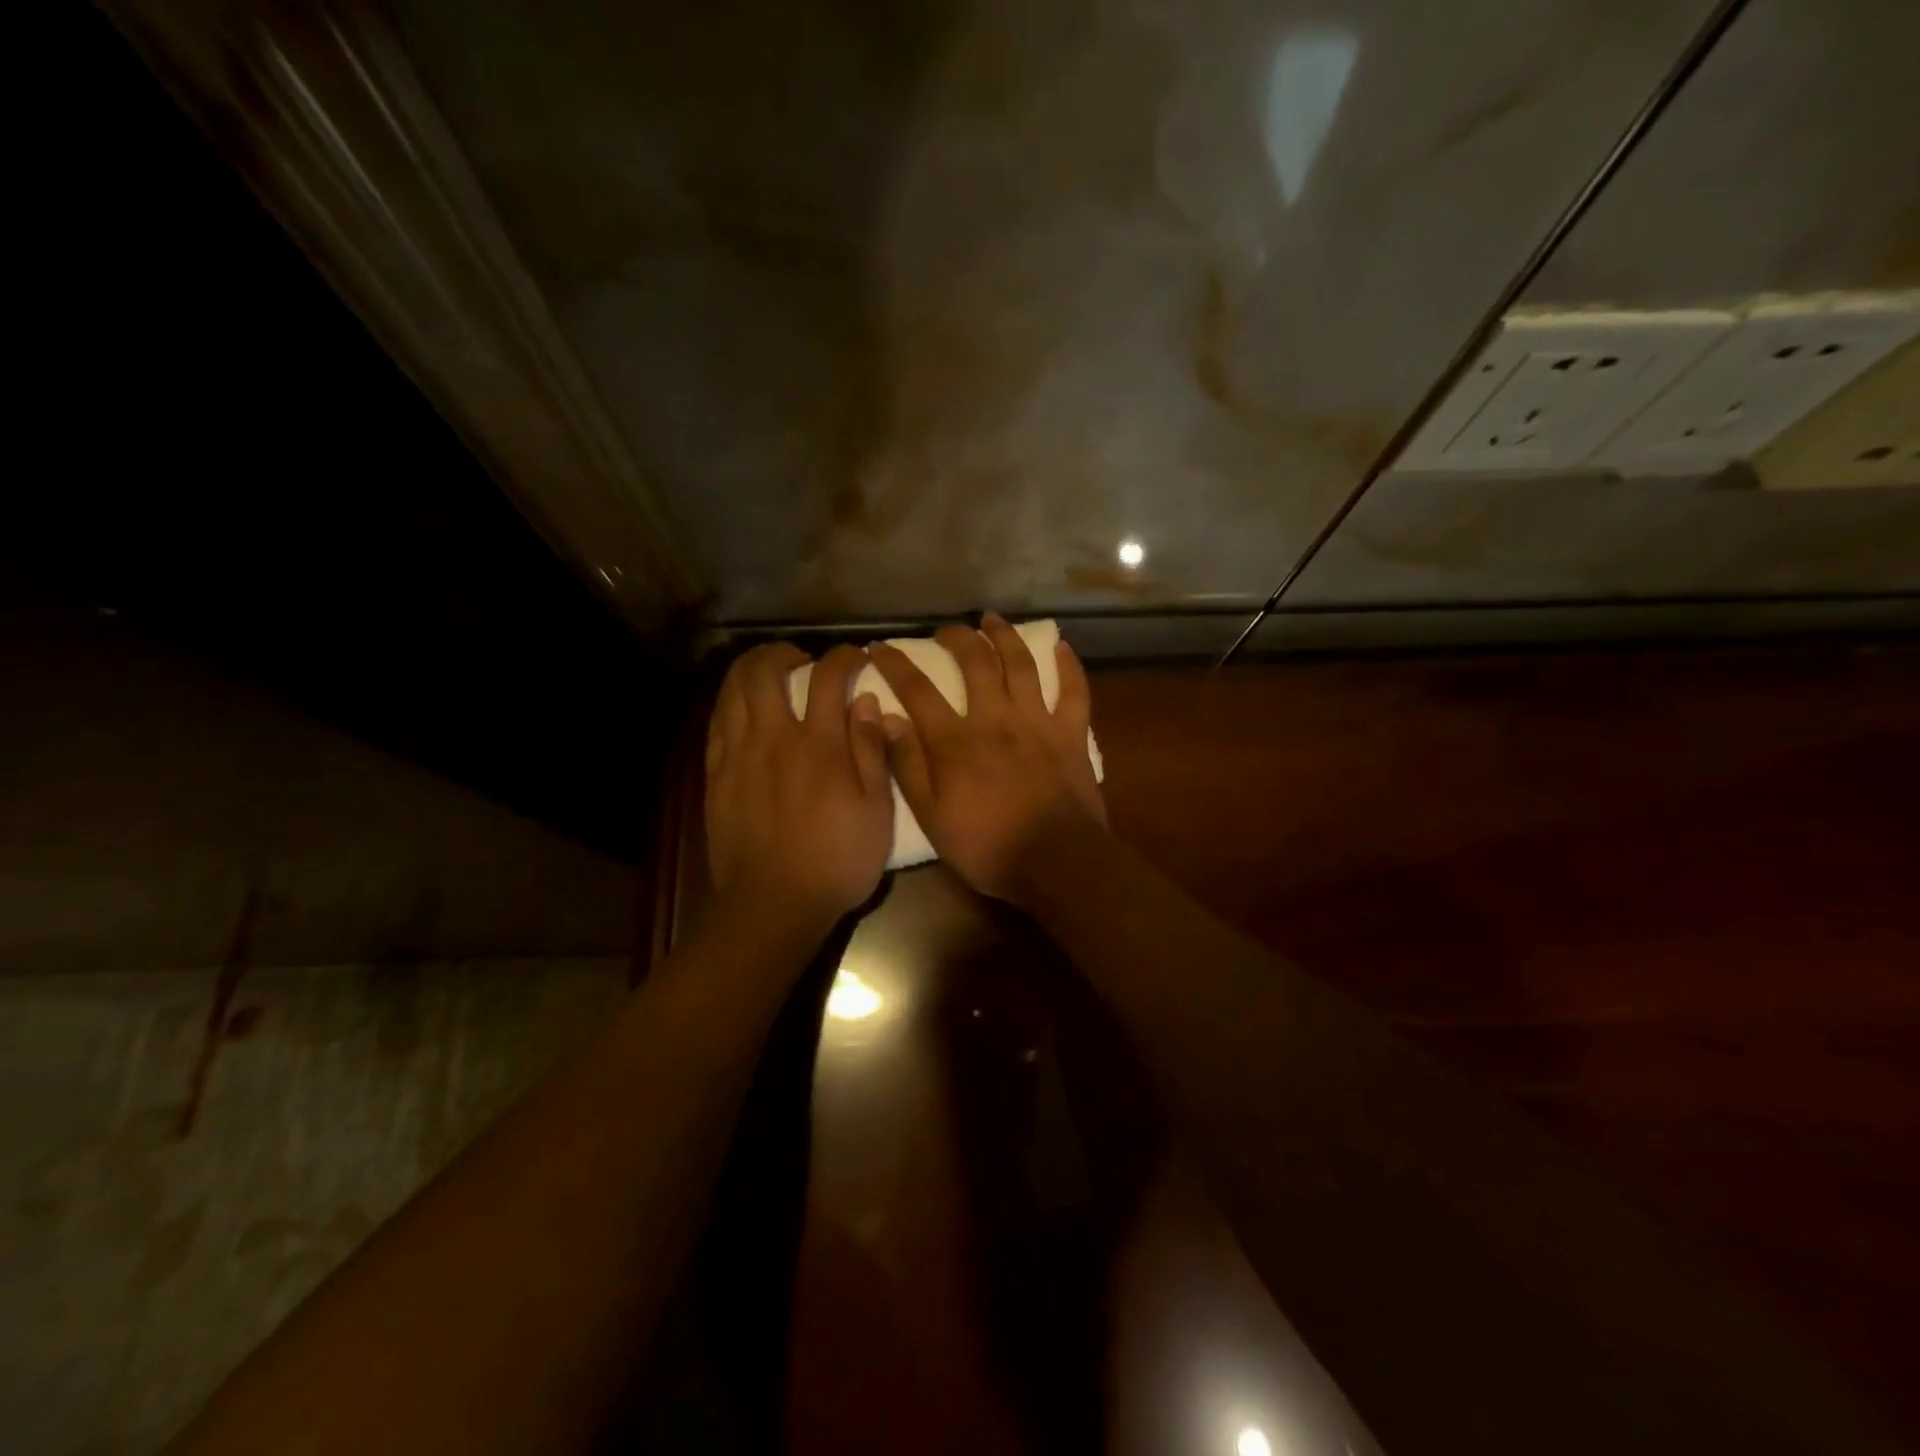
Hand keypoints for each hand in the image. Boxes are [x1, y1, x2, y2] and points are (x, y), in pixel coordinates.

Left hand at [705, 643, 894, 931]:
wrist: (774, 902)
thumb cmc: (837, 860)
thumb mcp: (876, 811)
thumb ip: (872, 751)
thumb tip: (868, 701)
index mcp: (820, 745)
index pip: (828, 677)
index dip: (843, 657)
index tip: (856, 657)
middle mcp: (775, 737)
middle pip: (766, 671)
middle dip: (783, 651)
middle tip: (801, 658)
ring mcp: (738, 754)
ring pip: (733, 690)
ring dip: (750, 668)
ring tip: (767, 670)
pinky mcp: (716, 774)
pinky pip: (717, 721)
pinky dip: (730, 700)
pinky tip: (741, 705)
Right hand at [869, 614, 1104, 905]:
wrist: (1055, 861)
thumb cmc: (986, 846)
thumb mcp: (931, 816)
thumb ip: (907, 765)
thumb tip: (887, 718)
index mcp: (955, 740)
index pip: (917, 690)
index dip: (895, 664)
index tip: (879, 647)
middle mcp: (996, 718)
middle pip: (975, 663)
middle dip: (956, 638)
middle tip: (945, 630)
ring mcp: (1037, 722)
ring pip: (1021, 665)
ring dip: (1005, 636)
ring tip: (992, 619)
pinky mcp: (1071, 734)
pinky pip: (1074, 691)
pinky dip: (1069, 666)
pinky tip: (1061, 646)